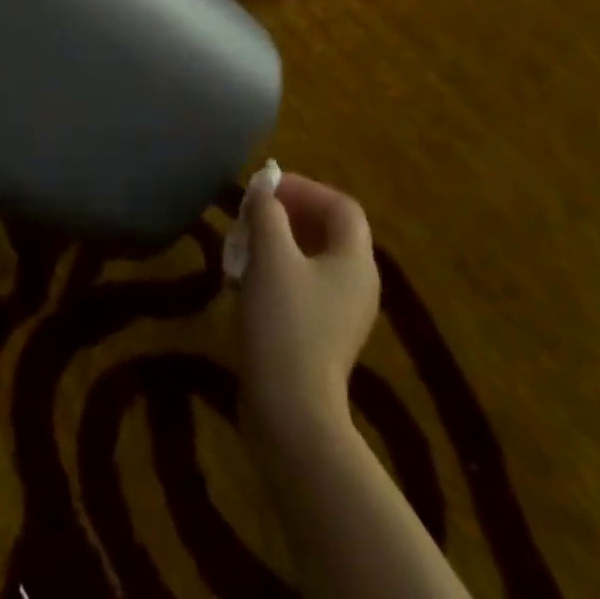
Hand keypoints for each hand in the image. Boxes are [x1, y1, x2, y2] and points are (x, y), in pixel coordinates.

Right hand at [237, 173, 379, 448]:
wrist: (291, 410)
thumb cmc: (285, 322)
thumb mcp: (270, 256)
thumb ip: (267, 213)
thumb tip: (262, 189)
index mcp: (355, 261)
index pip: (341, 206)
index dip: (304, 188)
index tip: (266, 188)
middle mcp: (357, 283)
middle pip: (327, 230)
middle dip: (287, 214)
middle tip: (251, 213)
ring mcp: (341, 313)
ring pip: (311, 258)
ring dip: (277, 241)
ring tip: (242, 243)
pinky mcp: (322, 335)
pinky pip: (303, 285)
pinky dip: (276, 270)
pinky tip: (245, 279)